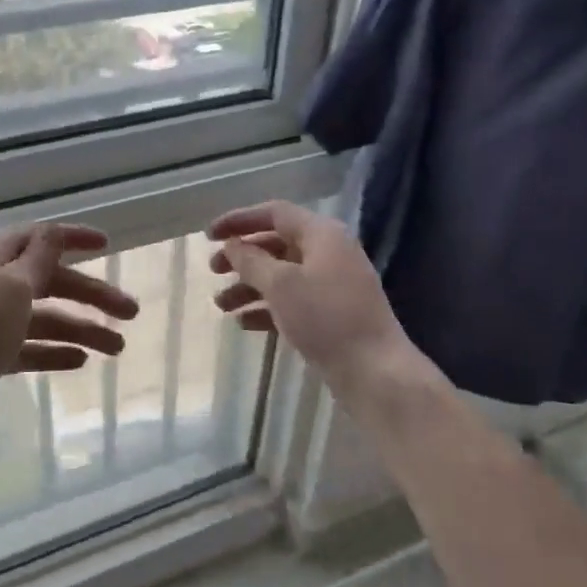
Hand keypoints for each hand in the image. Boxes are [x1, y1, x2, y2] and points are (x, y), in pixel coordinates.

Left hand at [0, 222, 138, 453]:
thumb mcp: (10, 288)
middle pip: (51, 281)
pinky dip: (56, 351)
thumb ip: (36, 259)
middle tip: (131, 312)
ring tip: (118, 348)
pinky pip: (32, 347)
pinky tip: (81, 361)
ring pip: (46, 318)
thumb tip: (52, 232)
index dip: (73, 238)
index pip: (39, 238)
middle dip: (91, 294)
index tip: (108, 245)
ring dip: (82, 328)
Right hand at [209, 201, 415, 394]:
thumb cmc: (326, 318)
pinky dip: (267, 308)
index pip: (274, 213)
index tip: (210, 235)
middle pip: (276, 244)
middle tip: (213, 270)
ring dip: (249, 286)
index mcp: (322, 235)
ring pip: (282, 276)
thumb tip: (233, 245)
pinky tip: (243, 324)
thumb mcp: (281, 284)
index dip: (239, 220)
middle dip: (242, 257)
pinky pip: (292, 301)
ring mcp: (332, 285)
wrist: (376, 373)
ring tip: (221, 305)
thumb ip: (251, 260)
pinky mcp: (332, 314)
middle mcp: (329, 253)